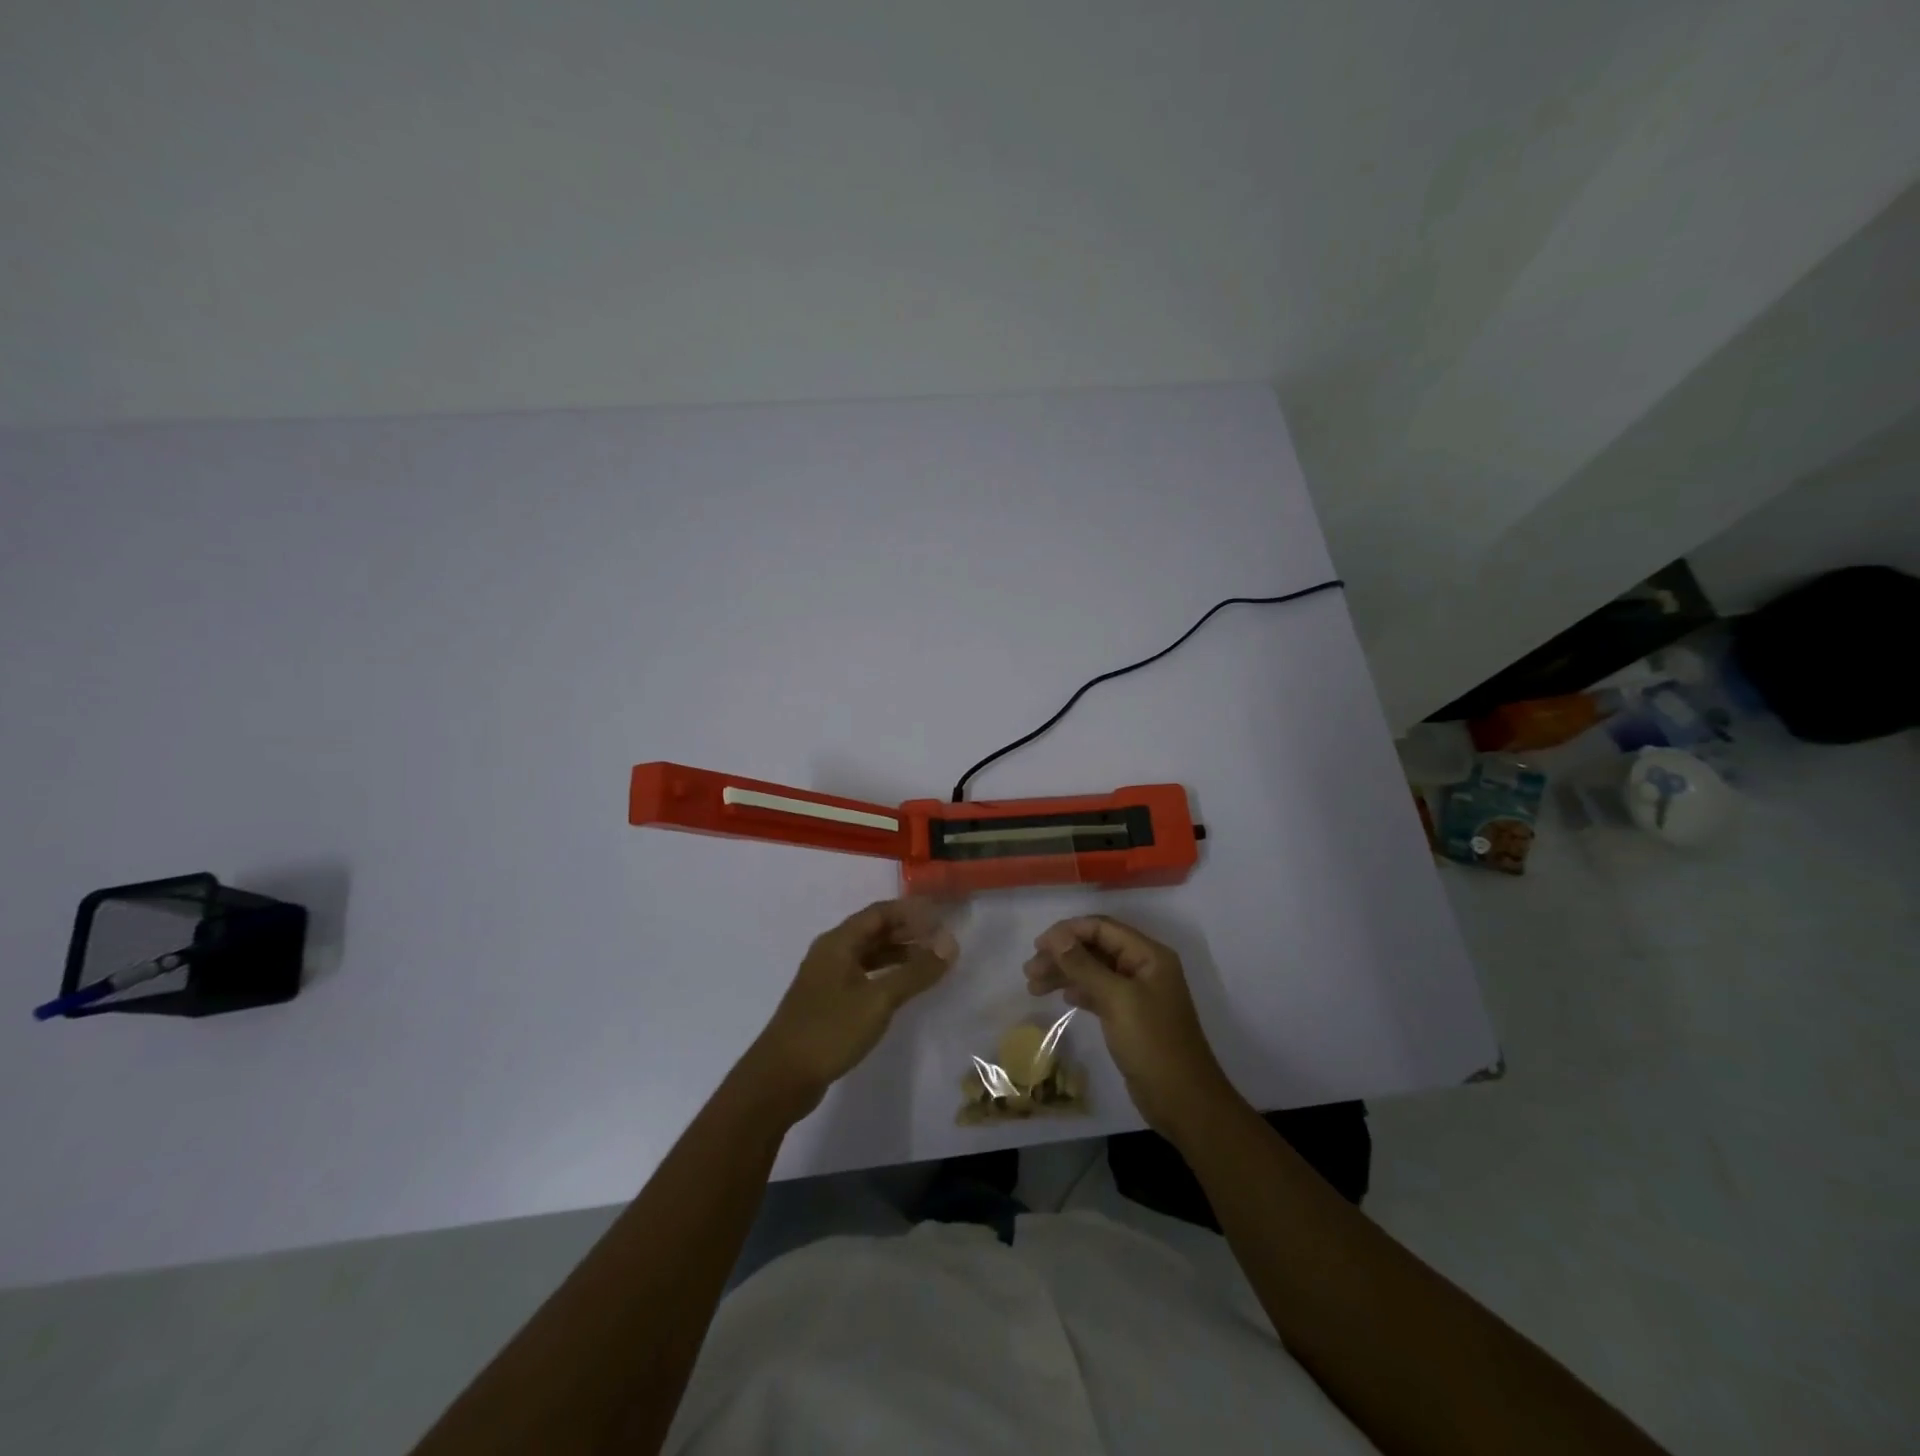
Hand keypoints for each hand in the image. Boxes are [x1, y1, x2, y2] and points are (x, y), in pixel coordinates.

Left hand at [741, 899, 957, 1120]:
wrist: (780, 1078)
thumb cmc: (830, 1030)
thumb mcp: (878, 1000)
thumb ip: (915, 972)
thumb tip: (950, 943)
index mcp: (838, 943)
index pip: (879, 913)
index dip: (910, 911)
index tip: (941, 916)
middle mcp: (830, 953)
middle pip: (873, 931)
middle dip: (907, 932)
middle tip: (941, 939)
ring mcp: (826, 979)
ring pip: (868, 955)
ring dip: (897, 955)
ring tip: (929, 963)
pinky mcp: (827, 1003)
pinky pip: (862, 976)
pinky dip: (885, 976)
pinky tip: (901, 989)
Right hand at [1024, 915, 1238, 1139]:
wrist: (1183, 1101)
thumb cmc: (1152, 1043)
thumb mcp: (1116, 999)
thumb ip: (1084, 965)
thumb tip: (1055, 937)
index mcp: (1148, 955)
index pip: (1102, 928)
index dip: (1068, 932)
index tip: (1038, 945)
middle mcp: (1144, 967)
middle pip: (1096, 948)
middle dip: (1062, 955)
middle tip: (1029, 970)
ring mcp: (1137, 993)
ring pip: (1094, 971)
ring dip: (1065, 974)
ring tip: (1033, 986)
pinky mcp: (1130, 1016)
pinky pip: (1099, 993)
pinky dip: (1079, 992)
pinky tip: (1062, 998)